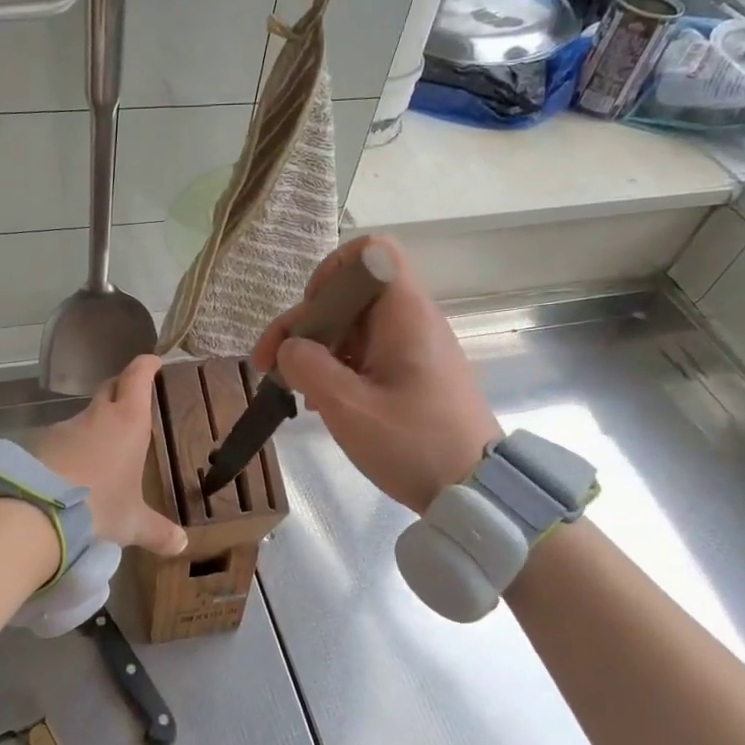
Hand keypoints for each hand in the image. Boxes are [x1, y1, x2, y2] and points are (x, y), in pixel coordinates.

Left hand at [32, 354, 187, 556]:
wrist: (40, 513)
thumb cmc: (101, 507)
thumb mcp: (133, 523)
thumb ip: (158, 532)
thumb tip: (182, 546)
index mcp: (128, 422)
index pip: (137, 379)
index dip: (145, 366)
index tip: (152, 360)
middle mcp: (96, 416)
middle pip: (109, 389)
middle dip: (120, 388)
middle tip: (129, 396)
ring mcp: (64, 428)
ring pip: (83, 419)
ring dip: (92, 428)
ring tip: (99, 453)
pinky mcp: (38, 445)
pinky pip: (60, 442)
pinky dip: (68, 451)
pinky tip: (70, 474)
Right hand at [252, 236, 501, 512]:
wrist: (475, 491)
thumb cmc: (412, 443)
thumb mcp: (348, 407)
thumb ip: (309, 367)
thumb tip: (289, 348)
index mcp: (404, 314)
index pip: (370, 253)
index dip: (331, 271)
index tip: (309, 313)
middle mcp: (412, 321)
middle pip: (350, 295)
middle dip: (305, 324)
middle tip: (269, 365)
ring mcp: (416, 348)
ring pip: (354, 327)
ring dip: (317, 350)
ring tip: (295, 391)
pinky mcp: (416, 375)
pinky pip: (368, 354)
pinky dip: (339, 368)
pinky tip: (322, 402)